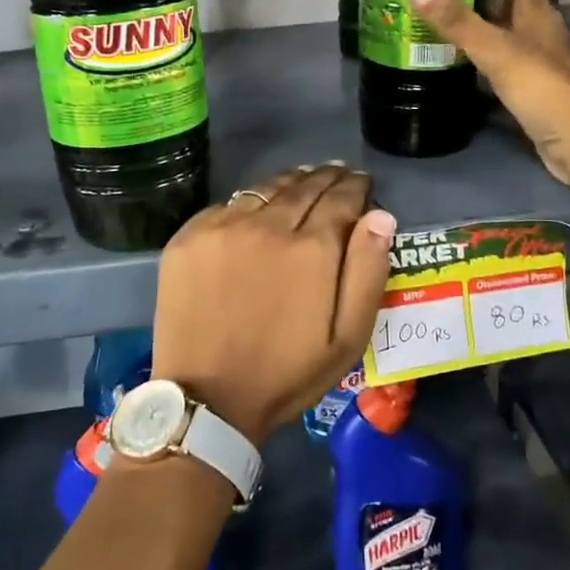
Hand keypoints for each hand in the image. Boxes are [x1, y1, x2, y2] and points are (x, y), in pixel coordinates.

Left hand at [151, 165, 395, 443]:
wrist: (207, 397)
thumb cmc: (286, 373)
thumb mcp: (347, 338)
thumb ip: (367, 271)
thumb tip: (380, 216)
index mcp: (312, 248)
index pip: (341, 198)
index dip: (355, 186)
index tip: (362, 181)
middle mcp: (268, 225)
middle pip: (304, 186)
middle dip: (326, 177)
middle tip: (337, 172)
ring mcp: (224, 226)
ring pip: (265, 188)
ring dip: (290, 181)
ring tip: (302, 179)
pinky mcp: (190, 235)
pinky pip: (228, 205)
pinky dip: (250, 202)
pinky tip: (257, 208)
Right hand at [409, 0, 569, 184]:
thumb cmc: (539, 86)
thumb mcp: (493, 49)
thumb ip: (456, 19)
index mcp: (536, 13)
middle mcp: (538, 33)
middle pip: (505, 5)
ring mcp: (535, 63)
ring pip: (501, 37)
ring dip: (475, 30)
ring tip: (435, 24)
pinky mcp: (528, 91)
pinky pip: (498, 67)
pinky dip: (478, 62)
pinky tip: (455, 65)